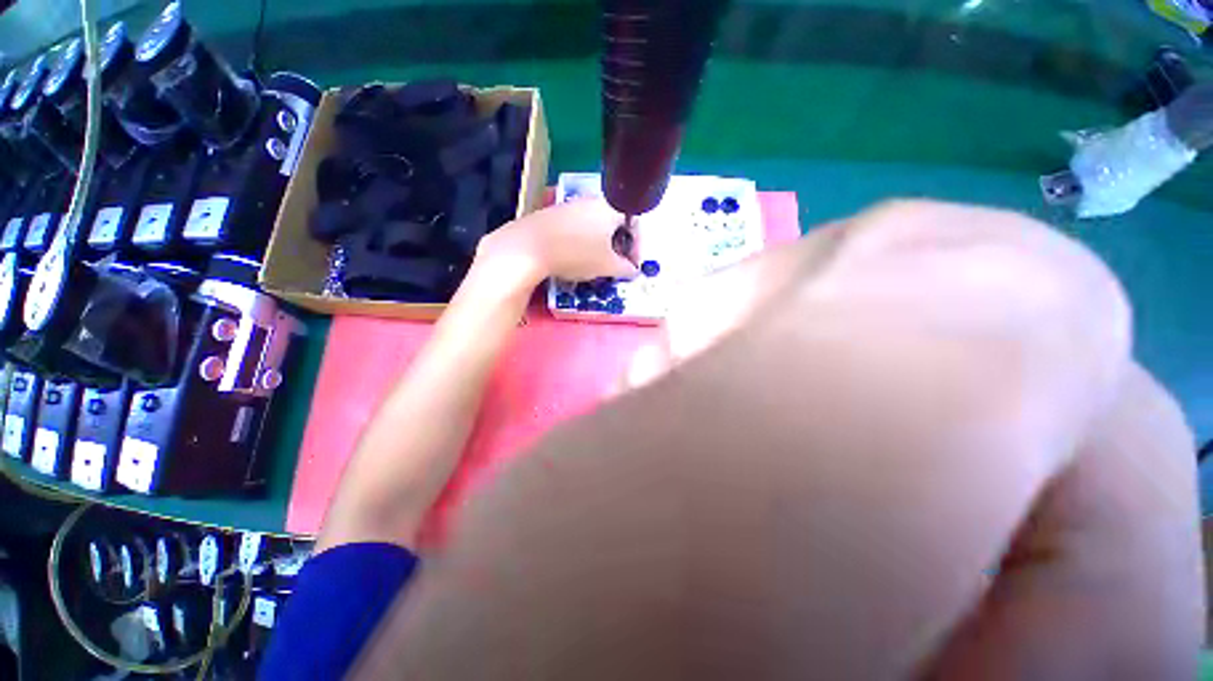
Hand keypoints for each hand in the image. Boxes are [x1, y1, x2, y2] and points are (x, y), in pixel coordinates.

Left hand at [478, 198, 638, 282]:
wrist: (529, 247)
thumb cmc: (576, 253)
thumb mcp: (607, 266)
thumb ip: (625, 268)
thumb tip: (633, 270)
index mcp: (610, 208)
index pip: (635, 224)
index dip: (637, 247)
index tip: (633, 266)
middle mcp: (592, 200)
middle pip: (614, 223)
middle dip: (619, 246)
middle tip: (616, 265)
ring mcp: (571, 205)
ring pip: (595, 225)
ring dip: (601, 244)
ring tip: (596, 263)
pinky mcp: (553, 213)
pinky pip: (578, 227)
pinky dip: (583, 241)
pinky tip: (575, 256)